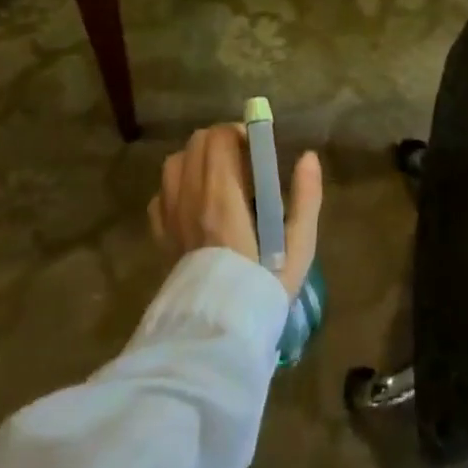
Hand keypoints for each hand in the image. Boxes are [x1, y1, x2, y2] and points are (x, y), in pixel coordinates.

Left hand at [148, 123, 323, 299]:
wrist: (219, 332)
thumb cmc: (264, 285)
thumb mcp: (299, 246)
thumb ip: (306, 198)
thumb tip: (308, 157)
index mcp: (223, 195)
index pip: (219, 137)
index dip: (239, 134)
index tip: (256, 151)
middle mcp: (190, 197)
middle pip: (196, 142)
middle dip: (220, 143)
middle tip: (242, 164)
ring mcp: (170, 215)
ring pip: (175, 162)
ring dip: (196, 161)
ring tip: (217, 181)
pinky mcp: (159, 234)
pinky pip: (161, 194)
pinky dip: (177, 189)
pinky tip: (194, 206)